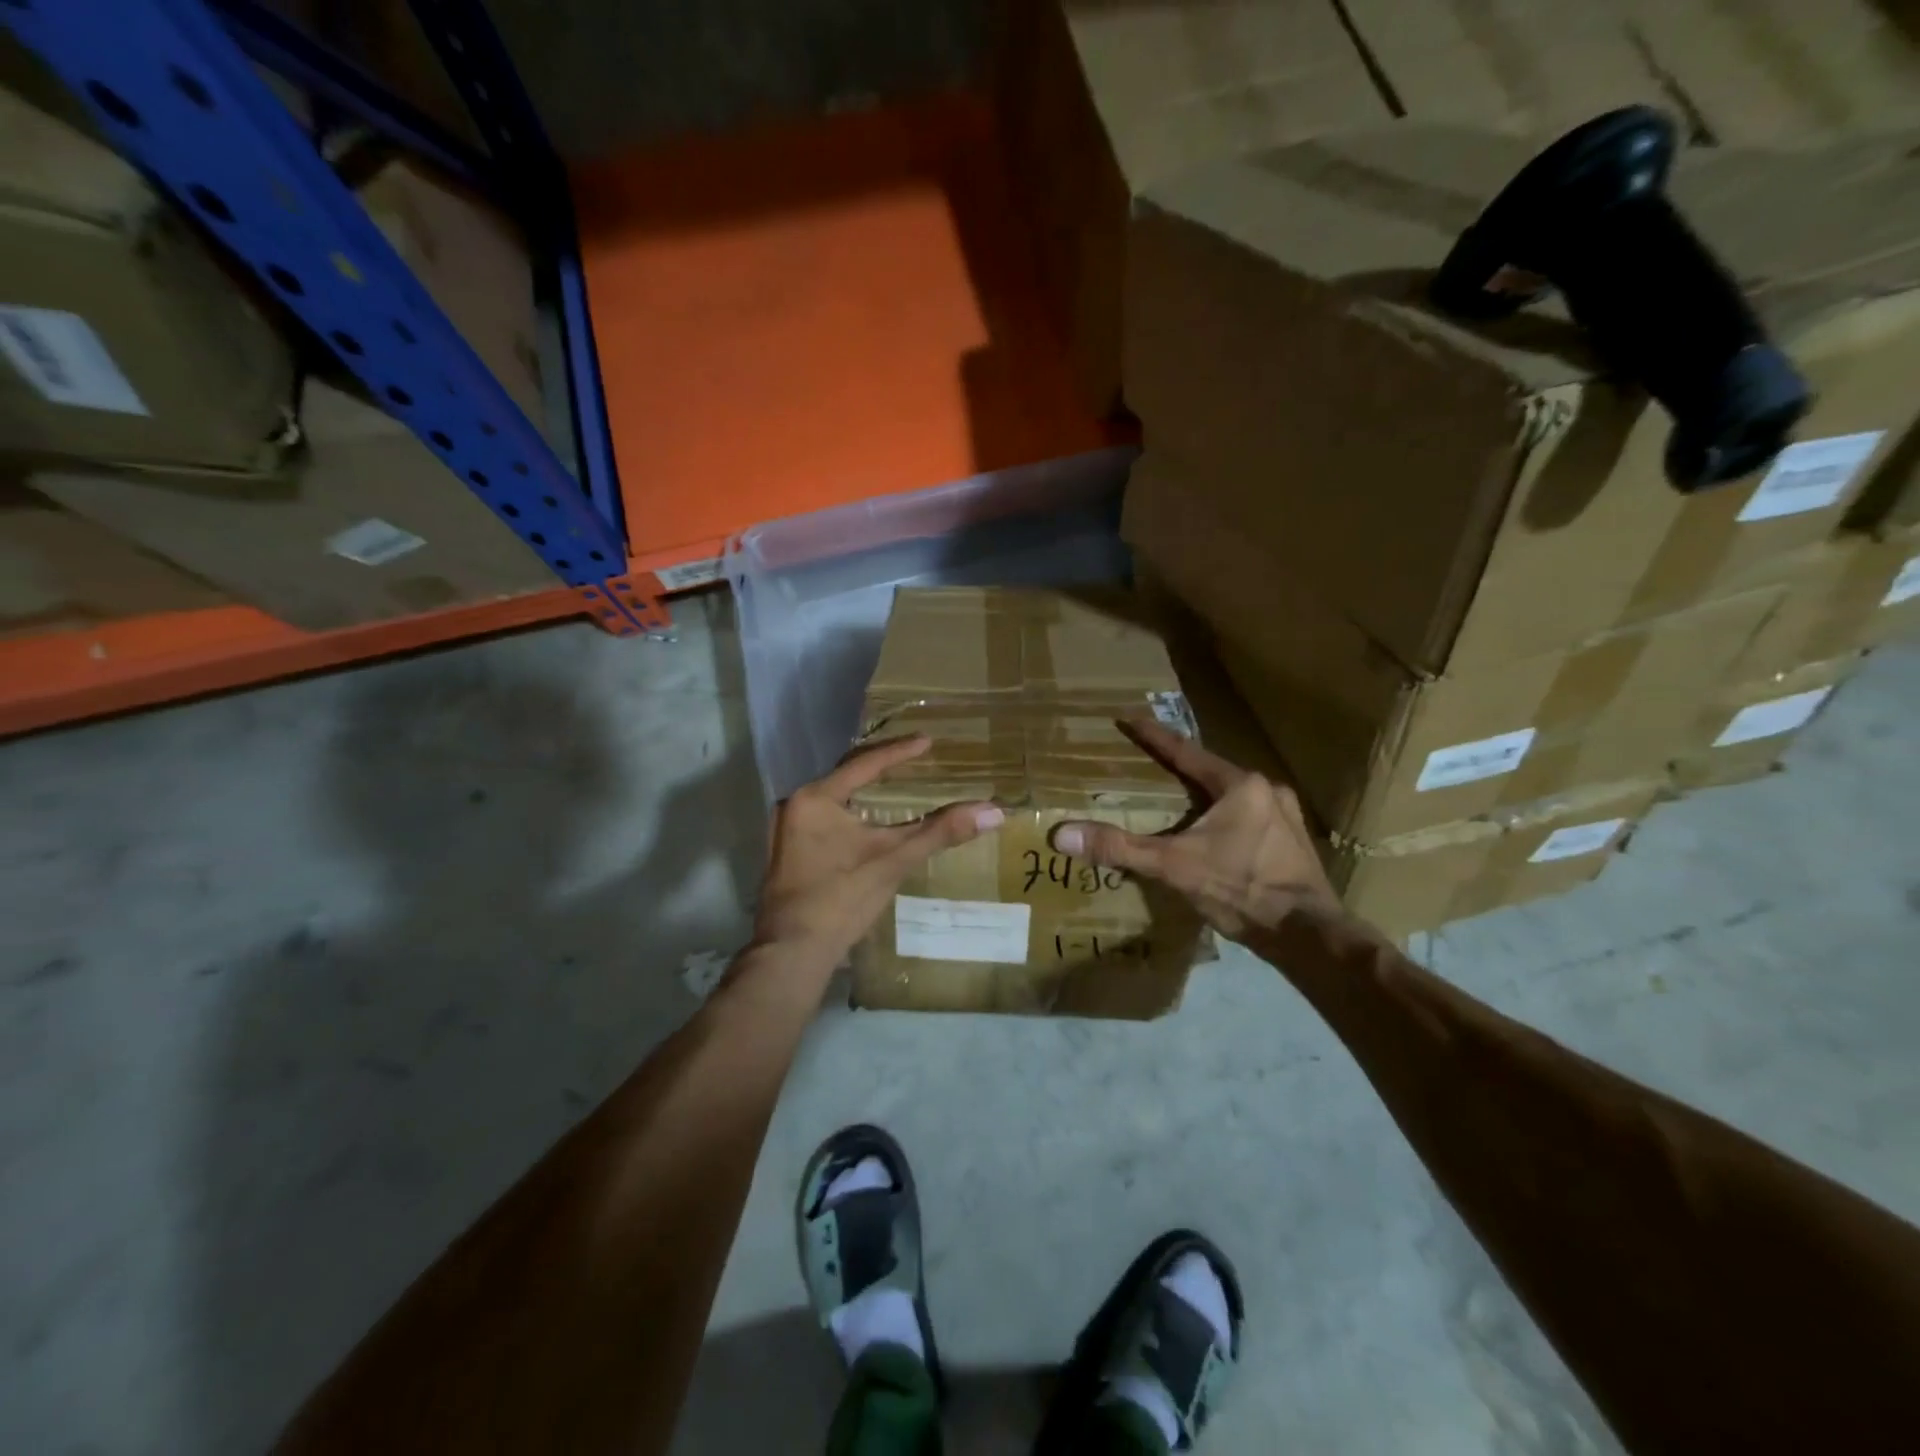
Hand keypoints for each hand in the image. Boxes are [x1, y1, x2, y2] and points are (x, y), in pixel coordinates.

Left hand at [753, 736, 1003, 969]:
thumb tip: (993, 812)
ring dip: (862, 789)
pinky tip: (865, 818)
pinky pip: (822, 816)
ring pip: (832, 797)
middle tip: (912, 755)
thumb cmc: (841, 899)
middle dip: (879, 766)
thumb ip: (940, 832)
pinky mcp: (785, 851)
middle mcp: (793, 804)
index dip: (899, 752)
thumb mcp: (894, 861)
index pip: (865, 764)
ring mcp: (784, 829)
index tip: (927, 740)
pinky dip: (848, 811)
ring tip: (892, 781)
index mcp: (815, 798)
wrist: (792, 953)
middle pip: (845, 775)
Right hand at [1052, 719, 1336, 942]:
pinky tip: (1219, 840)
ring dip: (1208, 799)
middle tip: (1154, 769)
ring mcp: (1287, 818)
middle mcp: (1267, 791)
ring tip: (1184, 807)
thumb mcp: (1173, 866)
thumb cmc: (1240, 889)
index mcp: (1239, 785)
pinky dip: (1228, 823)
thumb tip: (1062, 835)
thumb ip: (1120, 848)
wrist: (1308, 934)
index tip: (1131, 718)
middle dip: (1183, 771)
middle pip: (1213, 774)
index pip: (1186, 752)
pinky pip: (1252, 821)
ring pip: (1235, 799)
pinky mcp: (1295, 846)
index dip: (1155, 737)